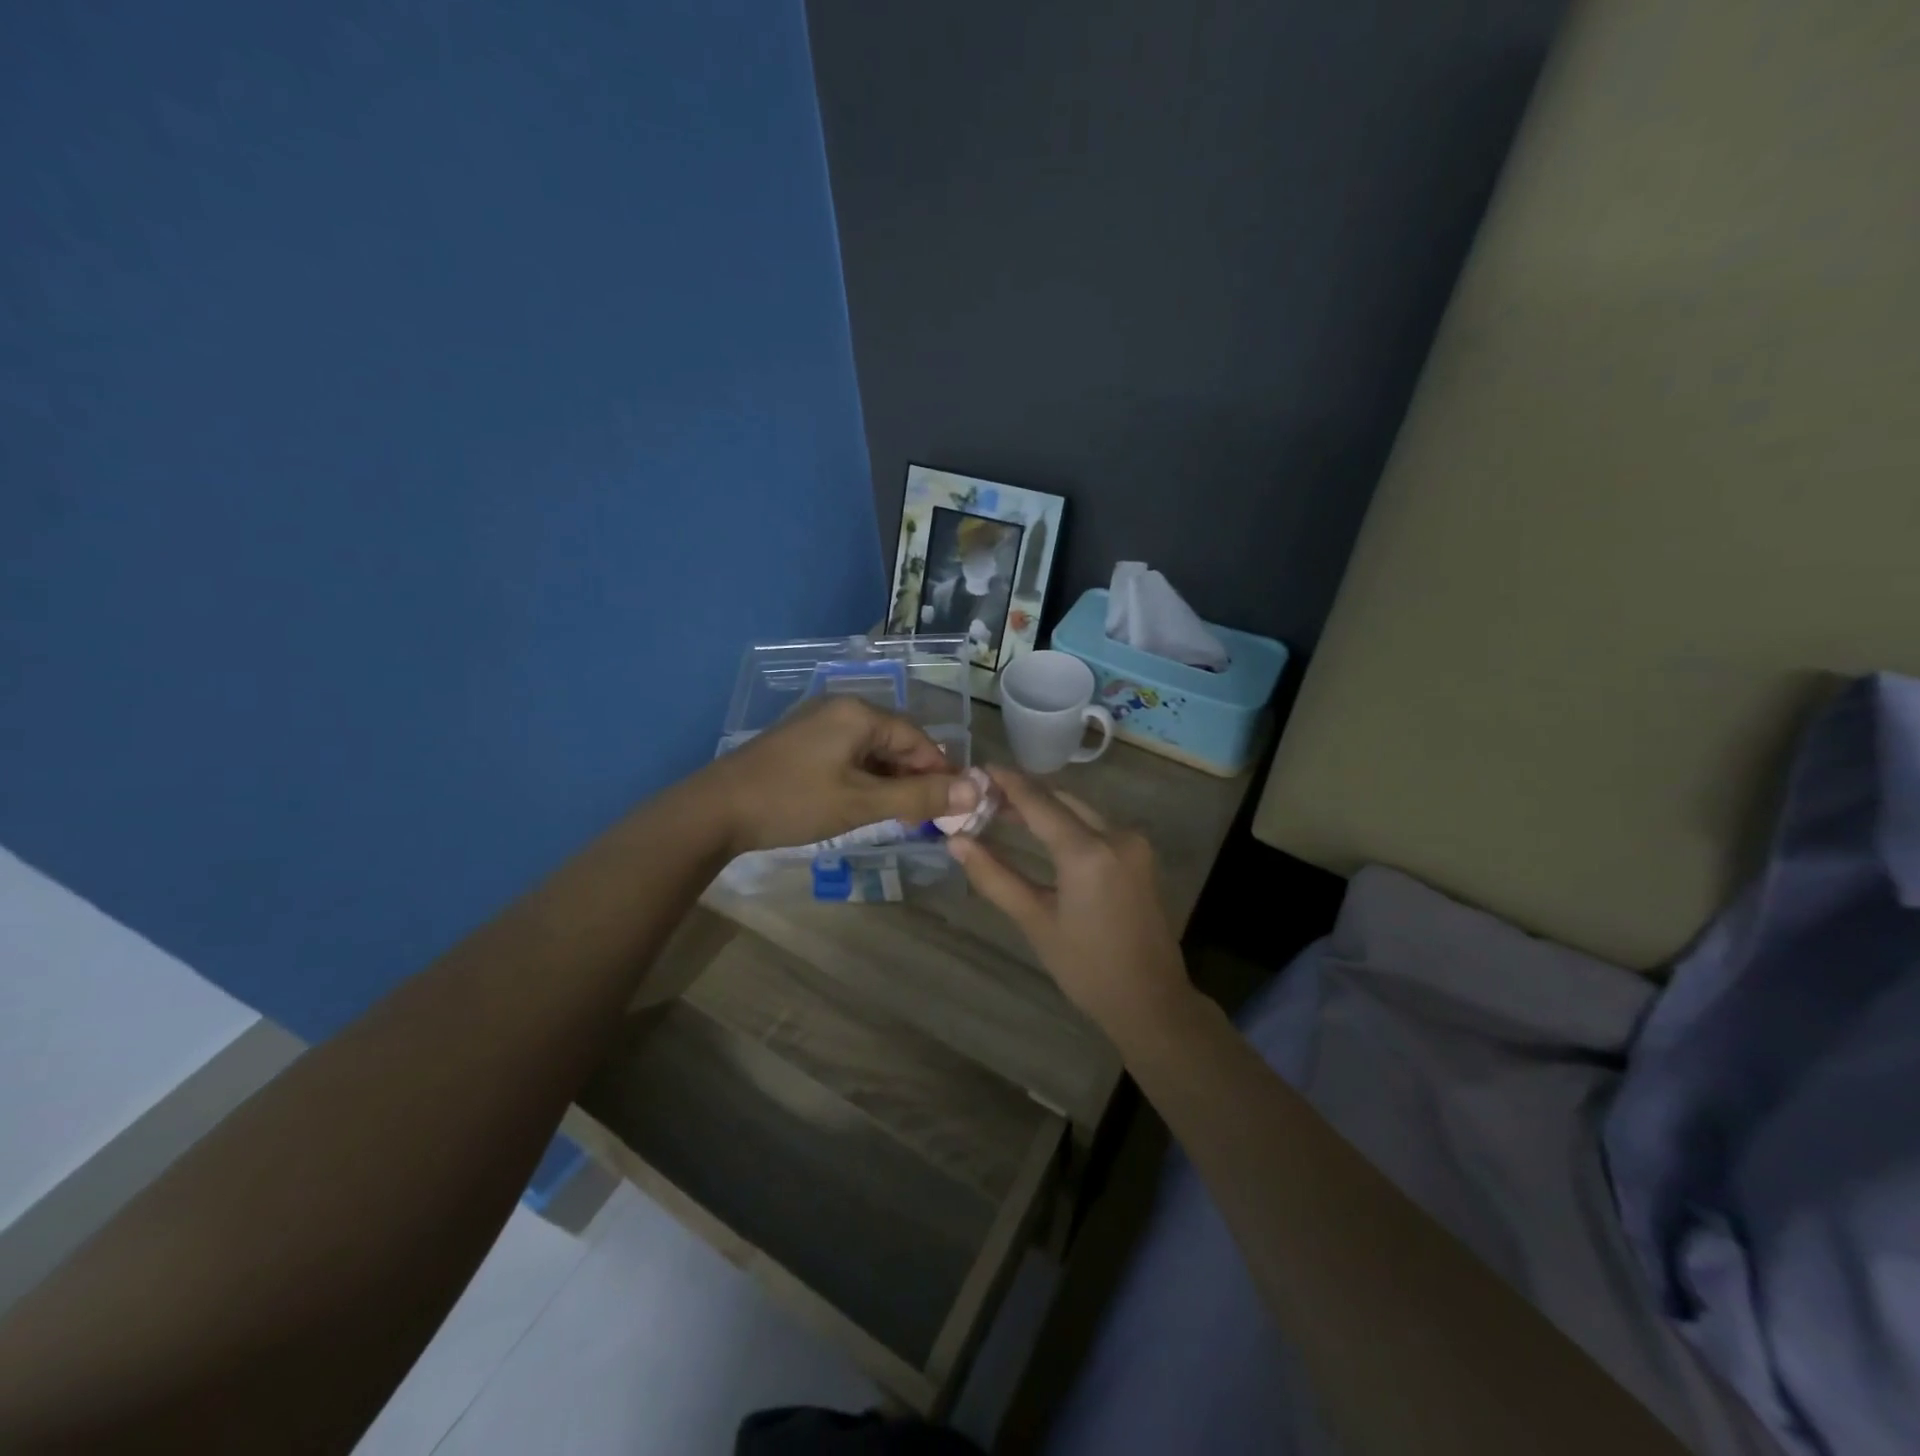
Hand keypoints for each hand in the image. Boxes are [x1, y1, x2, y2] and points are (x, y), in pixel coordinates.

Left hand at [700, 697, 976, 854]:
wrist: (714, 810)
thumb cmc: (793, 802)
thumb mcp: (861, 803)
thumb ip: (919, 797)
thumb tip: (976, 791)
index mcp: (859, 713)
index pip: (919, 739)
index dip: (941, 772)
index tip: (954, 808)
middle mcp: (841, 709)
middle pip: (896, 743)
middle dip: (915, 780)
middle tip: (928, 819)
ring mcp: (818, 725)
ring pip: (872, 752)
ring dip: (891, 783)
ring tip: (901, 819)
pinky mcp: (803, 744)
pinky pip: (849, 757)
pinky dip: (865, 781)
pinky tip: (866, 807)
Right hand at [948, 768, 1191, 1035]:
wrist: (1151, 1000)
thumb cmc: (1087, 968)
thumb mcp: (1036, 922)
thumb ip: (995, 877)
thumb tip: (956, 842)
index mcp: (1088, 852)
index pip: (1039, 802)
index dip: (1007, 782)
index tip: (978, 768)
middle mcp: (1116, 835)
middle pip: (1061, 800)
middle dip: (1023, 795)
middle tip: (983, 797)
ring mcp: (1133, 843)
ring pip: (1080, 810)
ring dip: (1045, 807)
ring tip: (1003, 812)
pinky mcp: (1140, 854)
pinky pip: (1096, 825)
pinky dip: (1067, 822)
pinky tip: (1042, 832)